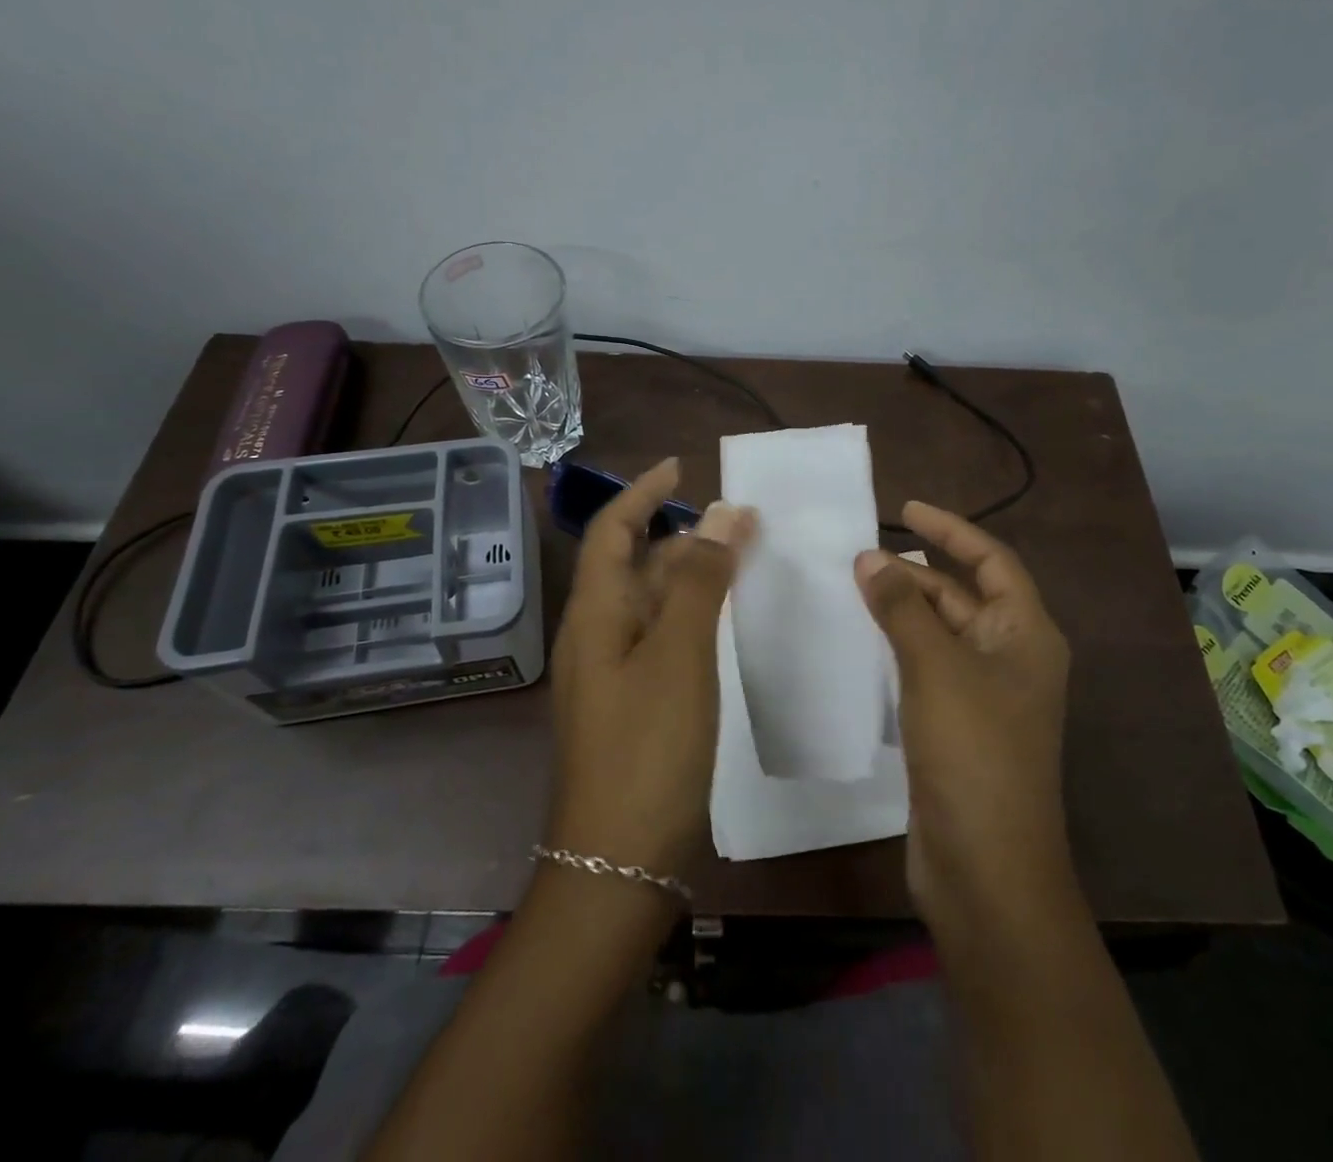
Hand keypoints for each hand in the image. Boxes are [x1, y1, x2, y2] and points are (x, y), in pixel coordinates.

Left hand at [545, 458, 754, 877]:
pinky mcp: (631, 704)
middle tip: (735, 520)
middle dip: (676, 532)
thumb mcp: (678, 654)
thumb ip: (699, 580)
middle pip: (631, 563)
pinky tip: (723, 622)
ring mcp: (611, 673)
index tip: (682, 466)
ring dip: (686, 573)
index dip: (643, 493)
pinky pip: (659, 638)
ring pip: (648, 602)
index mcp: (594, 614)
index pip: (613, 529)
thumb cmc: (648, 748)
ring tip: (738, 558)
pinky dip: (689, 615)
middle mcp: (595, 635)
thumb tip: (724, 512)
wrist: (618, 865)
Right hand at [854, 502, 1073, 931]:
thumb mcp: (935, 667)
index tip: (905, 509)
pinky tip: (861, 641)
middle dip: (915, 573)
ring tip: (853, 588)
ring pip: (941, 633)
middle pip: (963, 595)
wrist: (985, 868)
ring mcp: (986, 695)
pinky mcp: (958, 726)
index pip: (992, 561)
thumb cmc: (973, 752)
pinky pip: (928, 667)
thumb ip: (901, 607)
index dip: (951, 530)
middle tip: (859, 557)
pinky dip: (898, 647)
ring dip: (903, 609)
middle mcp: (1012, 657)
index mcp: (1026, 634)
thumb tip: (870, 557)